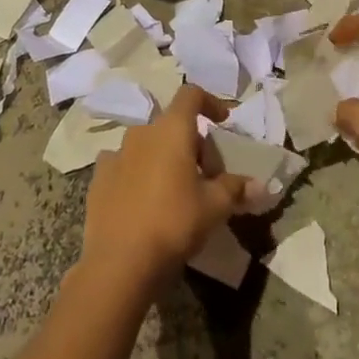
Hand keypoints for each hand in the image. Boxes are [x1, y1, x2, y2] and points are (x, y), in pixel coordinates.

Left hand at [80, 86, 252, 287]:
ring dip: (163, 157)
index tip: (223, 121)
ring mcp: (116, 154)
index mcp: (171, 130)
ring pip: (147, 145)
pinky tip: (144, 200)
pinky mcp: (98, 179)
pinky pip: (124, 164)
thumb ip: (236, 189)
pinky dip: (137, 173)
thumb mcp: (214, 207)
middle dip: (192, 143)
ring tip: (175, 189)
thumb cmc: (174, 223)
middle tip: (206, 176)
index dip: (210, 102)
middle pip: (172, 125)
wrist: (119, 263)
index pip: (191, 94)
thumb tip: (259, 185)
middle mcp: (141, 133)